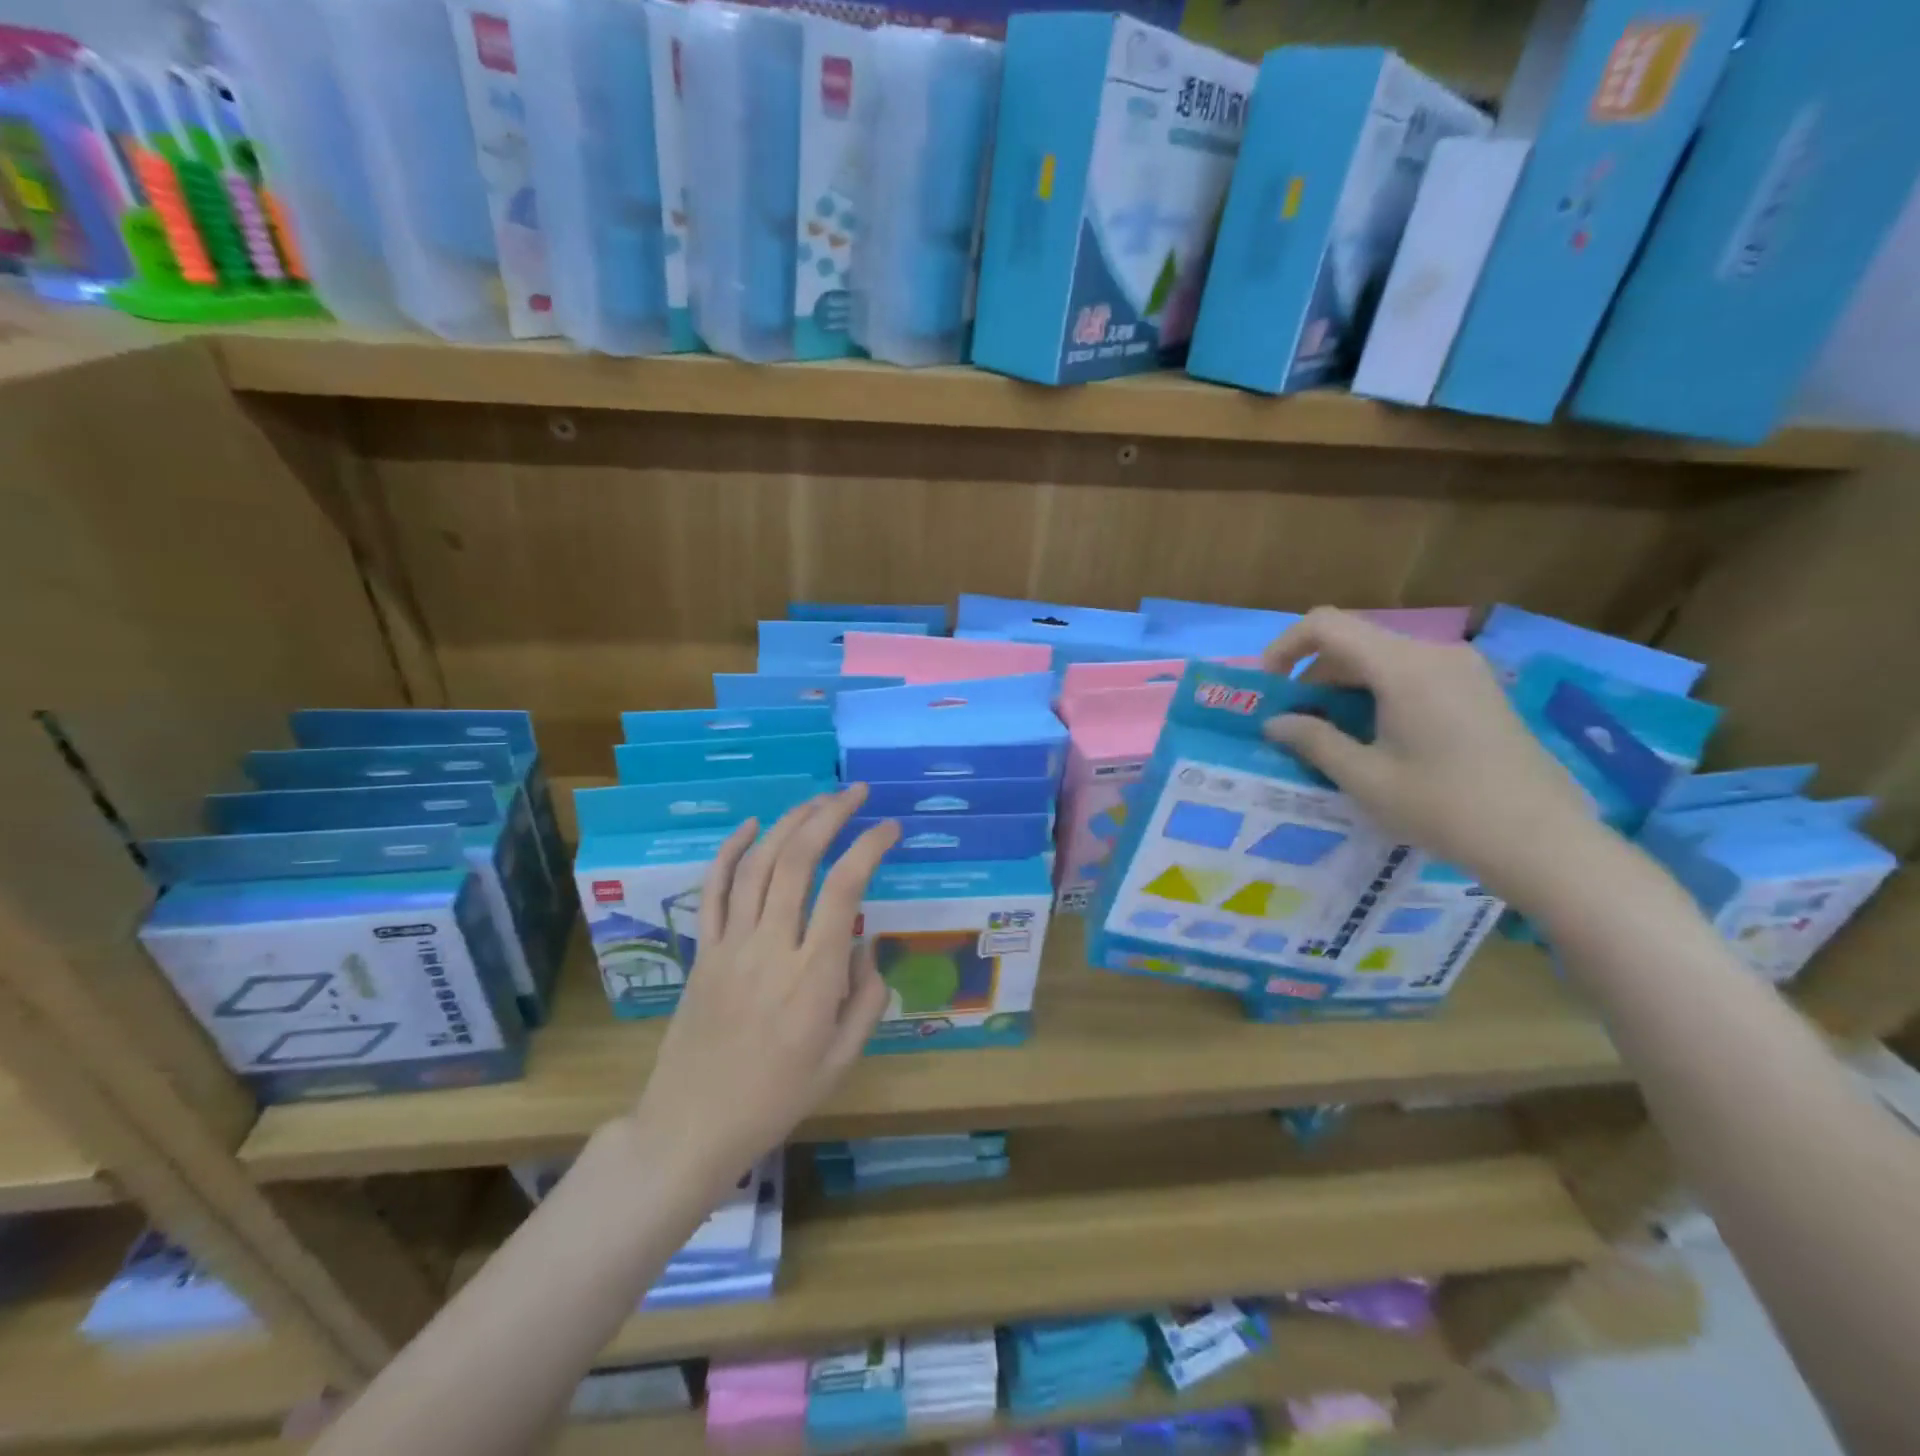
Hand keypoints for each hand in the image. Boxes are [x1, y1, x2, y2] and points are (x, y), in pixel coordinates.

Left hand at [627, 785, 899, 1201]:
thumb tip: (869, 944)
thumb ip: (866, 997)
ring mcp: (731, 945)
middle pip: (798, 861)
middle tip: (855, 793)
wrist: (692, 1126)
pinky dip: (730, 851)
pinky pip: (713, 890)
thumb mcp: (842, 1059)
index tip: (889, 828)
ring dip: (788, 824)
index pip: (845, 889)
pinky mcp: (703, 950)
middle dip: (829, 816)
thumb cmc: (776, 1098)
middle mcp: (772, 947)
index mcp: (813, 976)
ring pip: (758, 865)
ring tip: (816, 801)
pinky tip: (752, 825)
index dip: (869, 847)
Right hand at [1261, 608, 1594, 899]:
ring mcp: (1463, 668)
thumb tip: (1274, 722)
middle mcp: (1434, 653)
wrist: (1542, 840)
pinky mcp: (1479, 689)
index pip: (1326, 625)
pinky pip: (1412, 673)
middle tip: (1295, 723)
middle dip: (1313, 675)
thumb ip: (1312, 740)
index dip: (1285, 647)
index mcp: (1403, 666)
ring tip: (1332, 735)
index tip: (1269, 688)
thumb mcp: (1364, 777)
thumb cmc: (1443, 806)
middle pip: (1354, 641)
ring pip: (1382, 658)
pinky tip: (1377, 736)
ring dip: (1345, 686)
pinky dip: (1378, 692)